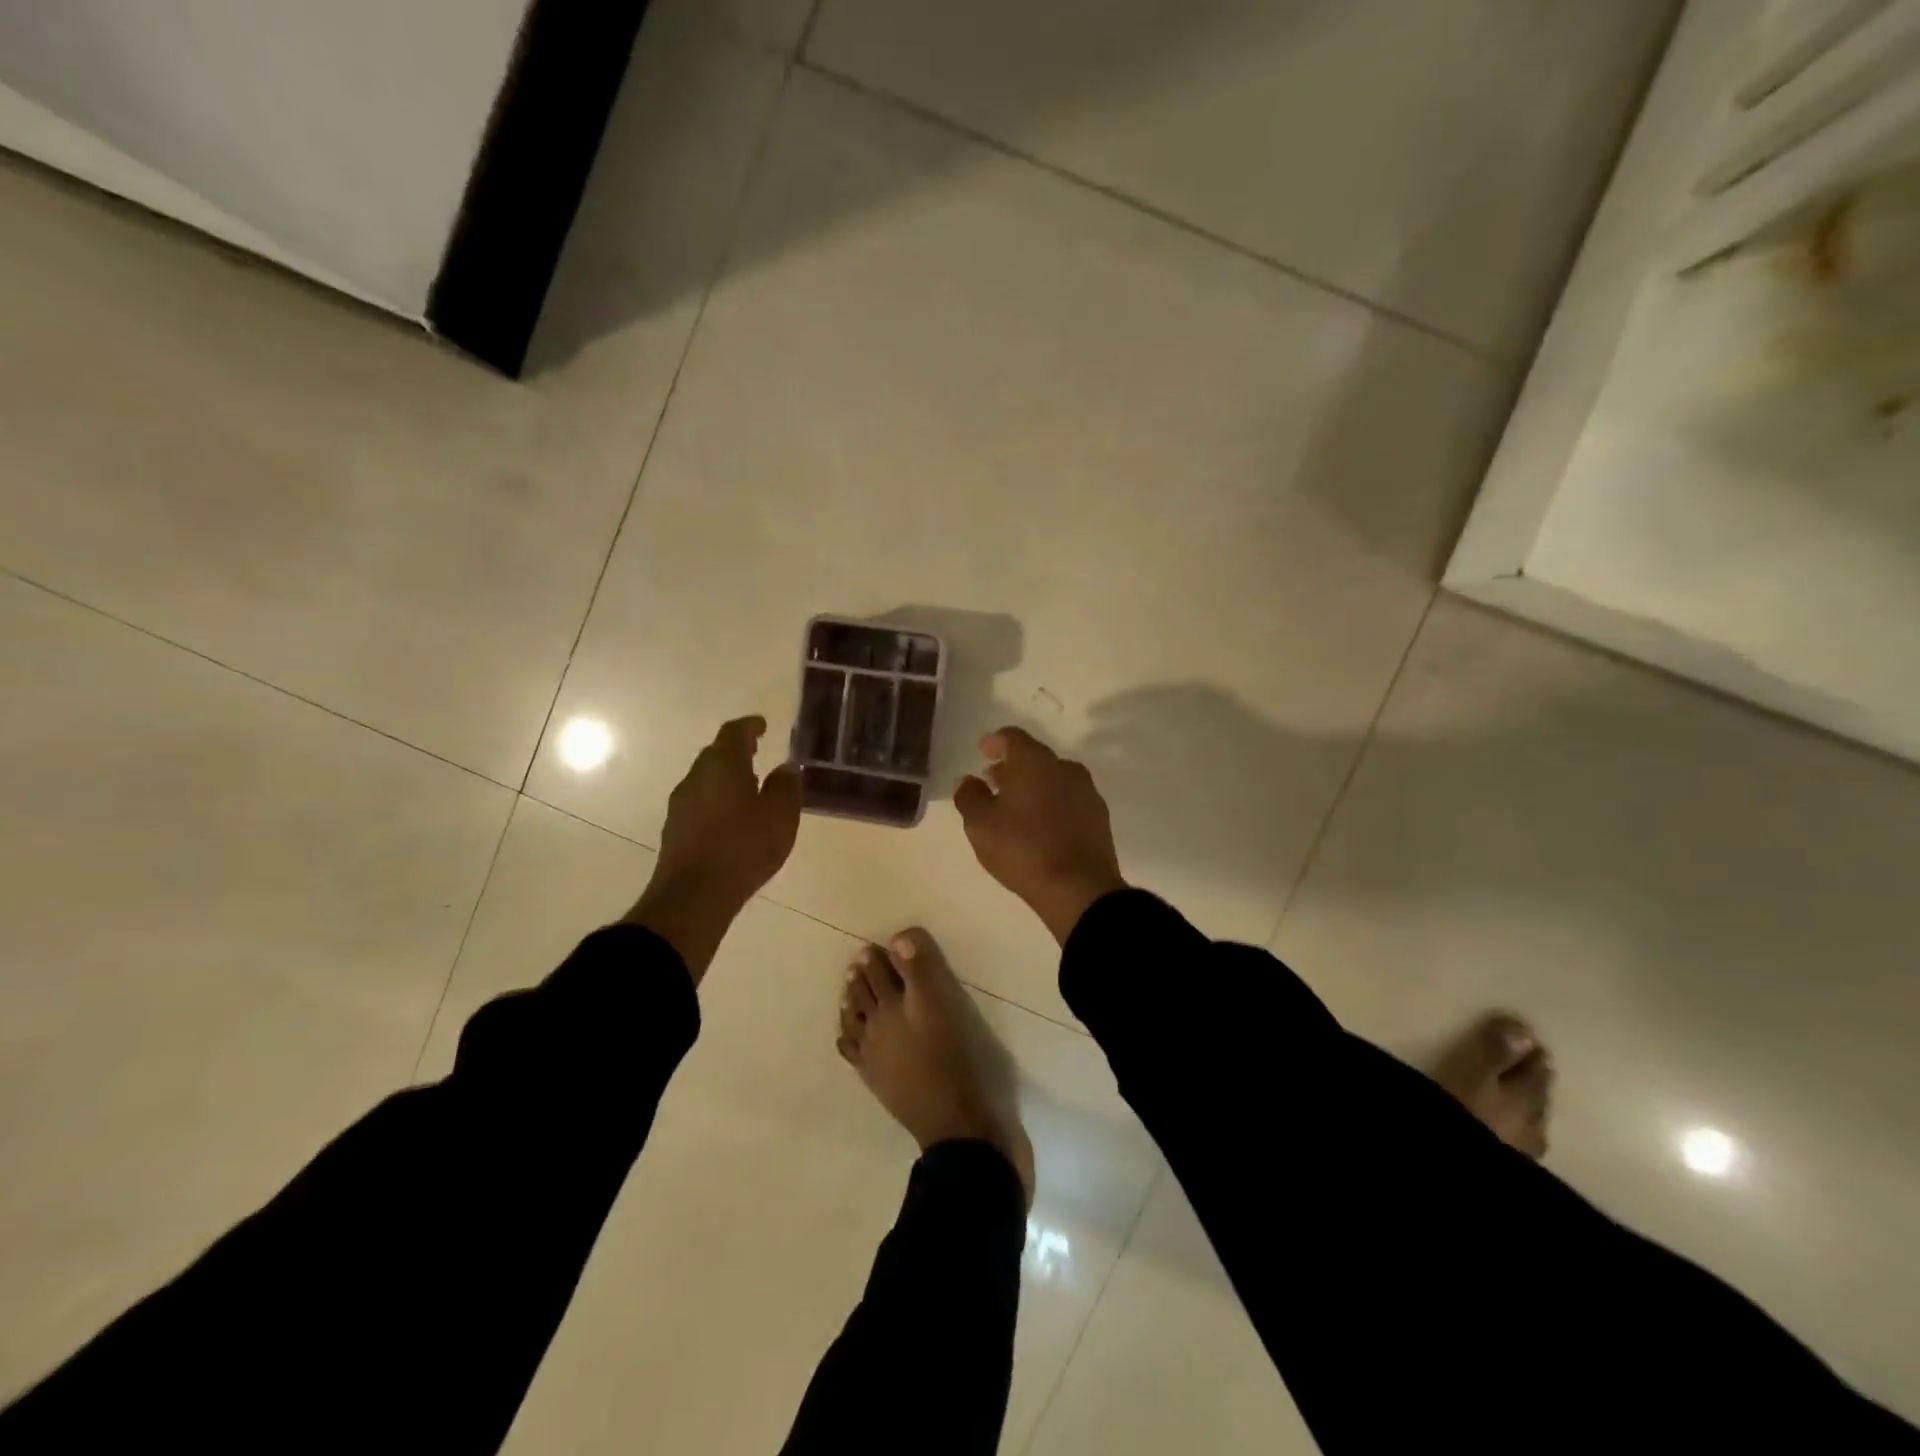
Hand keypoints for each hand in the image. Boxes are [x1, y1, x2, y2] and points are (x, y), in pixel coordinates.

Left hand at [627, 717, 801, 979]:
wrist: (694, 894)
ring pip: (706, 779)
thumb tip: (787, 768)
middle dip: (736, 751)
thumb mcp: (780, 815)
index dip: (750, 726)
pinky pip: (699, 803)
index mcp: (723, 765)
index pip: (735, 733)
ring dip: (726, 777)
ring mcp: (681, 804)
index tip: (762, 725)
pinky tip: (731, 818)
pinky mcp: (675, 829)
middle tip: (757, 753)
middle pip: (716, 754)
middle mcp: (696, 776)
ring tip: (748, 787)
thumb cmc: (743, 846)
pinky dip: (717, 800)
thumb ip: (786, 787)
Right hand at [954, 727, 1126, 944]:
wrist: (1079, 889)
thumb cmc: (1023, 849)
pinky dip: (1052, 803)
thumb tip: (967, 780)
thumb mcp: (980, 825)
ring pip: (1054, 778)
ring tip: (1015, 807)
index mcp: (1034, 762)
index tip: (983, 752)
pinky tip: (1040, 825)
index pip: (1012, 737)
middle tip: (993, 782)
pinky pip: (1069, 799)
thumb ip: (969, 796)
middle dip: (1012, 766)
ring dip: (1033, 785)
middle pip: (1034, 757)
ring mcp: (1086, 792)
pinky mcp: (1099, 817)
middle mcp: (1064, 768)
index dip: (994, 742)